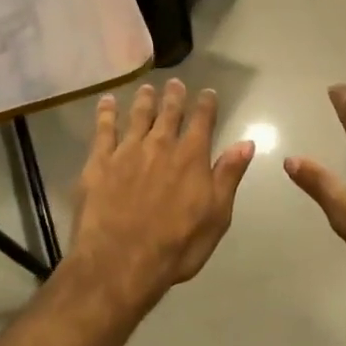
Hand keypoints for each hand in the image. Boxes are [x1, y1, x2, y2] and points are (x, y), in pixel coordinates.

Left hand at [68, 80, 254, 312]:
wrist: (121, 262)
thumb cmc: (177, 245)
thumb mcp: (216, 215)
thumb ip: (228, 176)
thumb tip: (246, 143)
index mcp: (191, 158)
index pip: (203, 122)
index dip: (206, 105)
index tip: (208, 93)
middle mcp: (160, 146)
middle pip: (169, 113)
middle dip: (174, 96)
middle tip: (175, 83)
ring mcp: (127, 152)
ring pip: (138, 116)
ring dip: (144, 100)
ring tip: (147, 88)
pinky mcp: (98, 163)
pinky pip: (103, 130)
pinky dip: (107, 113)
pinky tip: (107, 102)